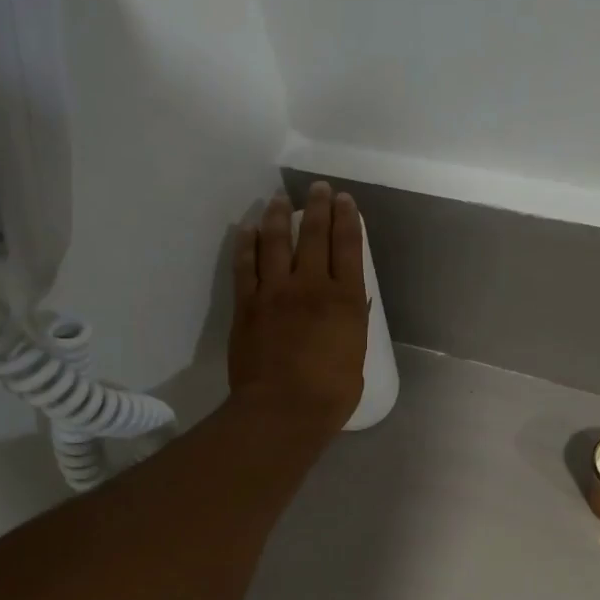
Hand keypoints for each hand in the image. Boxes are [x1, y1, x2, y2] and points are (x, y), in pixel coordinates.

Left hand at [229, 183, 368, 435]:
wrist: (282, 410)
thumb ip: (351, 326)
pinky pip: (244, 265)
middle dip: (317, 206)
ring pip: (275, 242)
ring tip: (279, 199)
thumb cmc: (330, 394)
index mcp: (346, 300)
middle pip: (313, 235)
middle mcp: (311, 286)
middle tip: (318, 189)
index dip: (347, 219)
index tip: (345, 201)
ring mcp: (275, 292)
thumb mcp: (355, 357)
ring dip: (277, 216)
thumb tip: (350, 305)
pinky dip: (245, 244)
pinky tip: (246, 229)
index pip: (348, 247)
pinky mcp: (246, 304)